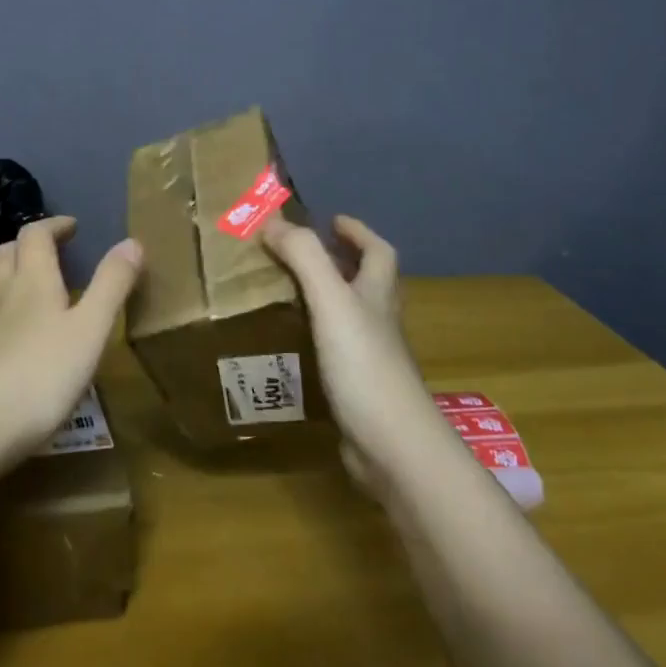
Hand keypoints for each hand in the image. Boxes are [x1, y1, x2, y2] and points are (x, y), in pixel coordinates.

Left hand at [0, 217, 142, 458]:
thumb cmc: (41, 375)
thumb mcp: (91, 330)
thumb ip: (112, 285)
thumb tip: (132, 241)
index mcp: (32, 280)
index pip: (35, 234)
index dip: (54, 226)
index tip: (72, 228)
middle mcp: (0, 293)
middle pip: (6, 252)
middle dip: (29, 244)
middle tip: (53, 253)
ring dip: (12, 275)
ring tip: (36, 291)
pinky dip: (1, 311)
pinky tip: (14, 338)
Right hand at [260, 214, 439, 489]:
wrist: (392, 446)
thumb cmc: (365, 366)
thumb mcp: (332, 302)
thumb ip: (305, 258)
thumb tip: (273, 221)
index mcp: (377, 296)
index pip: (378, 252)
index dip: (358, 232)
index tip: (332, 220)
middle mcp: (379, 324)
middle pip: (369, 283)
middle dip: (342, 263)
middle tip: (303, 255)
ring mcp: (371, 360)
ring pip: (352, 318)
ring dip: (327, 300)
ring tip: (288, 293)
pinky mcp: (358, 390)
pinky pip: (336, 352)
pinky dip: (317, 339)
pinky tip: (291, 346)